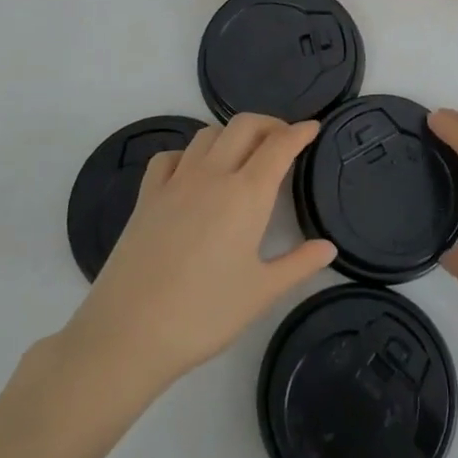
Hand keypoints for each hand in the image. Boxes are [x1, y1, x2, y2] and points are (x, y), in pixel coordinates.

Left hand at [61, 115, 336, 397]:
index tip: (313, 128)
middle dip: (269, 124)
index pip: (279, 146)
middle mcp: (212, 175)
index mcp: (246, 194)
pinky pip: (170, 156)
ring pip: (208, 134)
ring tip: (242, 154)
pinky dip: (188, 154)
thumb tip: (328, 247)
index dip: (299, 132)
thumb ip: (299, 264)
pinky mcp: (146, 196)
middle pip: (244, 125)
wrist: (128, 333)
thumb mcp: (261, 293)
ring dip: (231, 134)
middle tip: (283, 140)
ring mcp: (175, 182)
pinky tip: (193, 173)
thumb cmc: (204, 314)